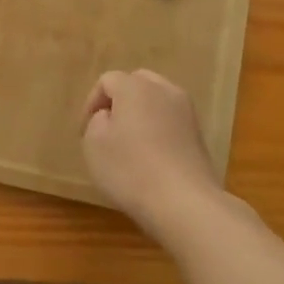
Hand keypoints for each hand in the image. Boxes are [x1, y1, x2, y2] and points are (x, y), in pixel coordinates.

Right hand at [81, 69, 223, 242]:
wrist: (184, 202)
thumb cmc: (130, 169)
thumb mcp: (94, 144)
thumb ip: (96, 121)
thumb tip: (109, 116)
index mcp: (136, 87)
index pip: (108, 80)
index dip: (91, 102)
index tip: (84, 130)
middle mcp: (164, 90)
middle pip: (137, 82)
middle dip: (119, 101)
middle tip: (107, 128)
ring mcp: (186, 112)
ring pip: (157, 100)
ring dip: (141, 114)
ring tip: (130, 143)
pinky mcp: (198, 135)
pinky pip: (171, 120)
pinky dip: (158, 130)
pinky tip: (151, 156)